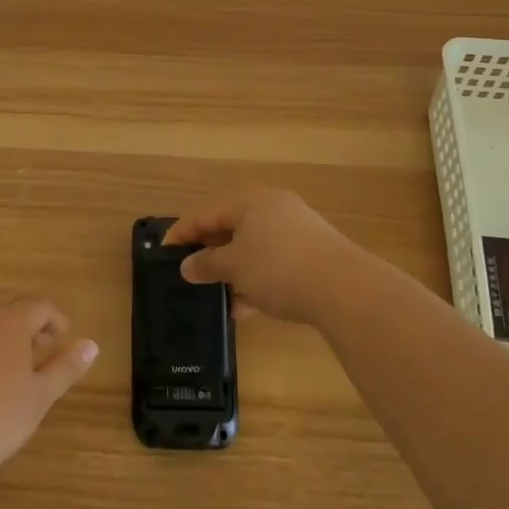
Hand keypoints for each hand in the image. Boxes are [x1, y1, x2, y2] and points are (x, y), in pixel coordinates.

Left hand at [0, 290, 97, 483]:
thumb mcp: (37, 399)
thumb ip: (64, 368)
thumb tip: (92, 344)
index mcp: (11, 320)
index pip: (40, 305)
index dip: (54, 319)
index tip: (61, 339)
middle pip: (7, 299)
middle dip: (25, 315)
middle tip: (36, 344)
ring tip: (2, 349)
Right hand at [163, 187, 395, 324]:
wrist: (344, 289)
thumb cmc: (279, 268)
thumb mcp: (235, 267)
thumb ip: (207, 264)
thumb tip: (187, 266)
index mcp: (250, 201)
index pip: (205, 214)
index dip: (182, 234)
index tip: (163, 253)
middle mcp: (272, 208)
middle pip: (230, 228)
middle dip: (210, 254)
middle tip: (191, 274)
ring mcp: (295, 230)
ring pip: (253, 248)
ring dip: (234, 271)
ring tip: (217, 297)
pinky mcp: (312, 254)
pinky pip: (273, 262)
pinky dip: (256, 280)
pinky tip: (246, 307)